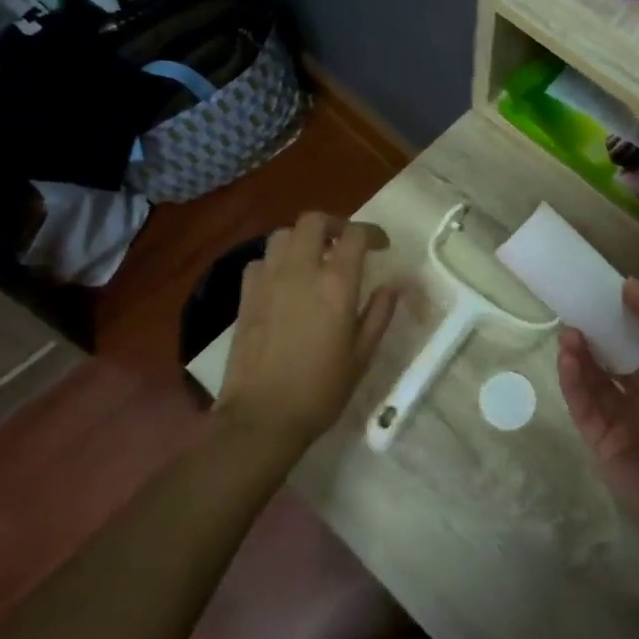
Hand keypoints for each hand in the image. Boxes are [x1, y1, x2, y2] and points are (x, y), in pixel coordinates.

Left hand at [217, 212, 398, 449]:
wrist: (262, 416)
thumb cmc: (320, 390)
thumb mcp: (361, 355)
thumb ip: (379, 314)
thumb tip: (392, 286)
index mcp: (336, 284)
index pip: (355, 235)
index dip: (372, 233)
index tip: (381, 245)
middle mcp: (301, 270)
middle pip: (313, 221)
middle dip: (334, 224)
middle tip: (345, 243)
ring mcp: (268, 280)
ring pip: (282, 235)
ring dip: (302, 239)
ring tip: (313, 259)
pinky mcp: (245, 295)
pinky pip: (260, 261)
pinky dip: (275, 261)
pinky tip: (283, 282)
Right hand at [556, 280, 638, 559]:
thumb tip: (630, 286)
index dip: (631, 318)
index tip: (609, 294)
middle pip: (618, 360)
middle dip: (600, 336)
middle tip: (578, 311)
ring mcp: (624, 420)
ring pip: (596, 380)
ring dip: (582, 354)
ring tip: (568, 331)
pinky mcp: (600, 440)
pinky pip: (582, 404)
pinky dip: (572, 380)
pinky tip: (566, 356)